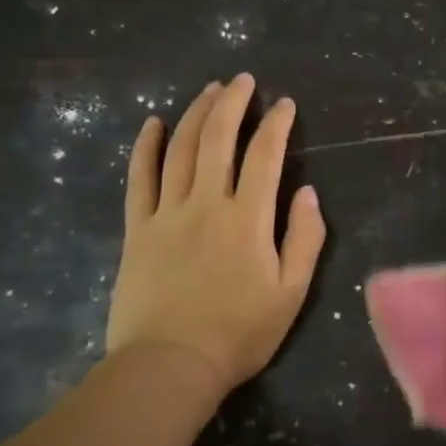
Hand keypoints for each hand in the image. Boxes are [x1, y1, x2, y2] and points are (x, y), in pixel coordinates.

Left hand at [105, 73, 325, 395]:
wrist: (169, 365)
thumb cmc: (238, 333)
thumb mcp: (291, 293)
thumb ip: (305, 239)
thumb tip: (308, 192)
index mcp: (248, 218)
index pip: (265, 156)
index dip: (276, 124)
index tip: (284, 104)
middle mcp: (207, 203)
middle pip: (218, 139)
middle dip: (232, 103)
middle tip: (242, 80)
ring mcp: (167, 213)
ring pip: (180, 149)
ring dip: (195, 114)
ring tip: (208, 90)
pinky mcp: (138, 229)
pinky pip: (139, 178)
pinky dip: (146, 147)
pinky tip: (153, 124)